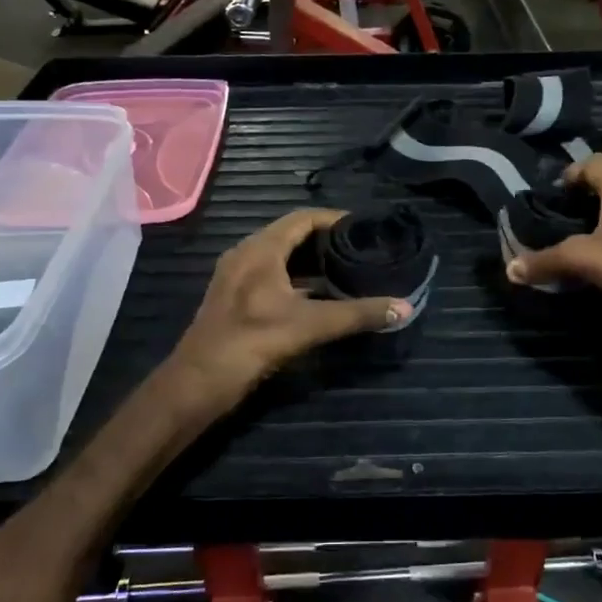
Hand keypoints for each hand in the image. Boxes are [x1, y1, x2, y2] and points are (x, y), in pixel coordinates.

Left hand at [168, 210, 410, 415]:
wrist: (197, 383)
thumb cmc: (251, 343)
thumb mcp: (309, 326)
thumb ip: (357, 315)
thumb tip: (404, 308)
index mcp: (260, 250)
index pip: (302, 218)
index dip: (334, 219)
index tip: (364, 228)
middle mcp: (245, 255)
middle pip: (290, 234)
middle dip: (325, 240)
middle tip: (360, 250)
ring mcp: (235, 276)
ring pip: (278, 256)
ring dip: (309, 261)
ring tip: (344, 270)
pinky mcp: (233, 298)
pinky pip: (269, 275)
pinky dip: (294, 279)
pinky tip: (316, 297)